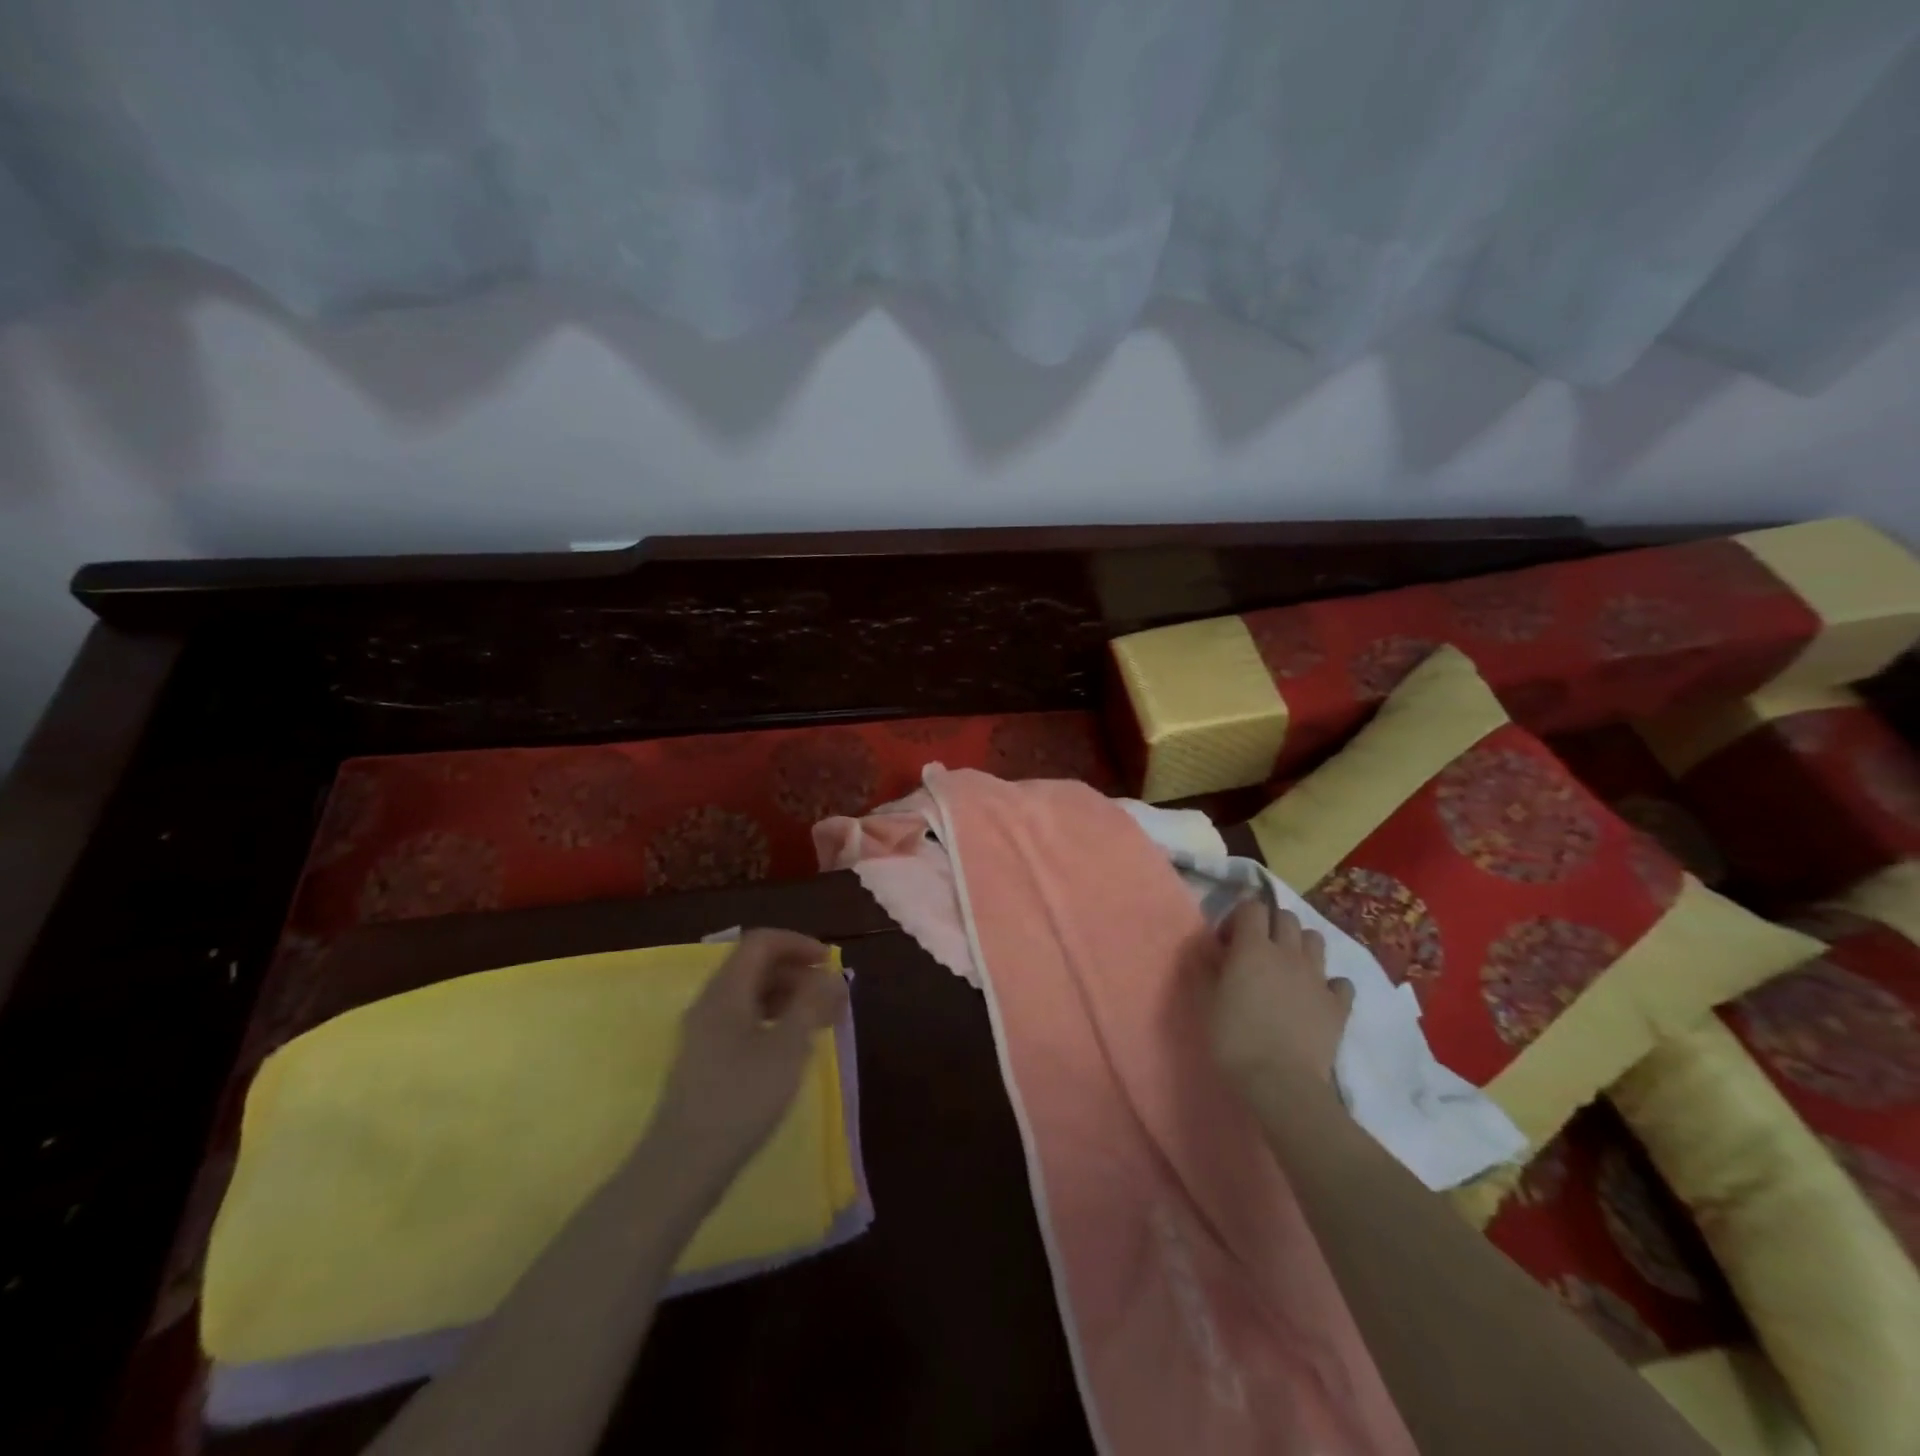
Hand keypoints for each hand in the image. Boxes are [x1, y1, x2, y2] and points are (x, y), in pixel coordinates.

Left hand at [646, 930, 848, 1193]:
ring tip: (820, 1021)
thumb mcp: (788, 1048)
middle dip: (798, 971)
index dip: (799, 943)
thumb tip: (832, 976)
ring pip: (750, 994)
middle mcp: (711, 1002)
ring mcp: (703, 1032)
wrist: (683, 1166)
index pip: (762, 942)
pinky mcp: (705, 1059)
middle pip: (756, 965)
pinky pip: (743, 1019)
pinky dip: (773, 1019)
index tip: (831, 964)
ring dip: (788, 996)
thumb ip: (813, 1004)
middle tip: (832, 996)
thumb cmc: (741, 1099)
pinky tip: (791, 1046)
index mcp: (726, 990)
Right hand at [1210, 898, 1354, 1096]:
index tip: (1228, 942)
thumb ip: (1206, 967)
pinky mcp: (1339, 1005)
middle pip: (1287, 917)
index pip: (1252, 907)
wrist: (1281, 1084)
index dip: (1239, 918)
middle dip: (1272, 925)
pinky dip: (1329, 984)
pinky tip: (1316, 998)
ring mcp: (1318, 977)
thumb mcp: (1206, 1000)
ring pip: (1316, 940)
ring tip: (1287, 968)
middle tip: (1257, 951)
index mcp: (1253, 947)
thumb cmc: (1234, 1039)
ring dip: (1301, 946)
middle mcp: (1288, 953)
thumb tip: (1208, 948)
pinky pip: (1340, 982)